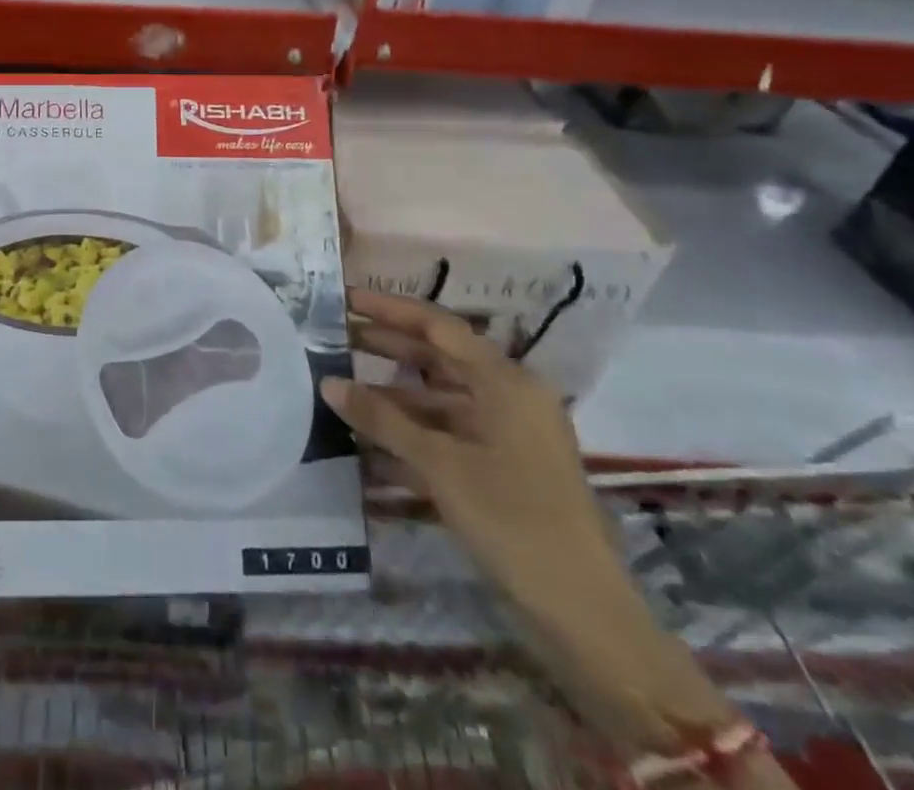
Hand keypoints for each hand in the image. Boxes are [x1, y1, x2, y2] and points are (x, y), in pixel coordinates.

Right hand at [321, 292, 735, 754]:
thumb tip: (328, 382)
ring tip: (340, 390)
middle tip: (333, 338)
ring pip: (439, 400)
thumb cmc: (514, 521)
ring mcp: (507, 435)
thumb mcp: (440, 466)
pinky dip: (411, 434)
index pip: (437, 326)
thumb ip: (382, 419)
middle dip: (386, 348)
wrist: (585, 615)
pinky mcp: (502, 469)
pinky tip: (367, 444)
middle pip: (438, 359)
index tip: (345, 299)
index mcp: (505, 382)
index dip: (388, 309)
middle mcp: (509, 397)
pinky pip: (448, 435)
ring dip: (392, 397)